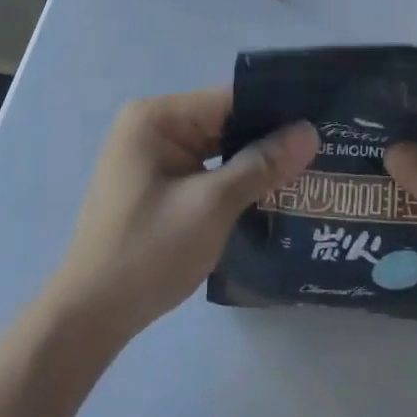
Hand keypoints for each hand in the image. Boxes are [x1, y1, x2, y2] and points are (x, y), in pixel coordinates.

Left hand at [45, 89, 317, 344]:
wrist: (90, 317)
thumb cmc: (147, 252)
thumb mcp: (211, 206)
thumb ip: (261, 164)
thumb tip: (310, 131)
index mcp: (156, 117)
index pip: (229, 99)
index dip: (276, 109)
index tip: (323, 120)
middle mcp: (152, 127)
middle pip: (224, 122)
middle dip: (269, 138)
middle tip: (326, 148)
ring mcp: (152, 156)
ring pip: (218, 148)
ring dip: (255, 162)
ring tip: (311, 169)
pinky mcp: (157, 184)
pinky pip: (205, 170)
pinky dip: (234, 180)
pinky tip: (273, 193)